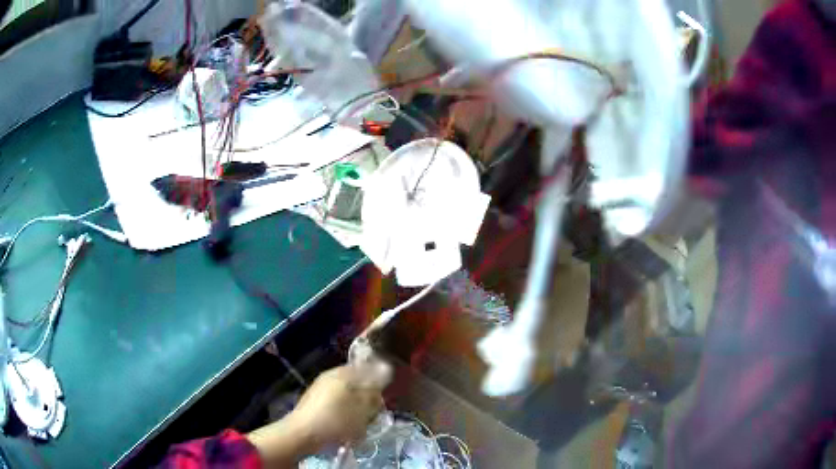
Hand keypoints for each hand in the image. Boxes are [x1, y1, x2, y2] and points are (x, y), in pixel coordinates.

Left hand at [290, 363, 388, 447]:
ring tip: (357, 426)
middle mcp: (331, 375)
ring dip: (356, 410)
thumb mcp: (362, 407)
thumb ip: (374, 390)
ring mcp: (320, 388)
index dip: (379, 384)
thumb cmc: (336, 420)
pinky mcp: (314, 402)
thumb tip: (384, 371)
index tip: (381, 401)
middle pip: (358, 383)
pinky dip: (343, 415)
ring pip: (348, 396)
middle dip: (367, 400)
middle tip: (370, 416)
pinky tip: (343, 429)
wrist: (302, 434)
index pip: (369, 369)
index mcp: (344, 372)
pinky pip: (336, 405)